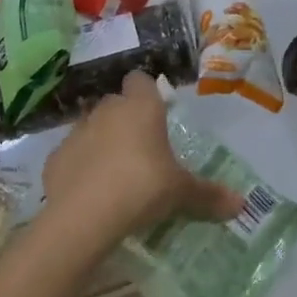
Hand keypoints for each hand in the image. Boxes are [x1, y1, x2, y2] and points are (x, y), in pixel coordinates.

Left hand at [42, 73, 242, 241]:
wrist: (84, 216)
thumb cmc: (142, 187)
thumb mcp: (181, 192)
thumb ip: (208, 195)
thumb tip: (241, 204)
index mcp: (140, 107)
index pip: (140, 80)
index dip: (146, 92)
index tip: (155, 113)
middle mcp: (107, 110)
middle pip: (116, 104)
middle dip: (125, 120)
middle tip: (141, 149)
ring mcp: (77, 132)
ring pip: (91, 127)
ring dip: (101, 141)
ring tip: (115, 172)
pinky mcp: (54, 158)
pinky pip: (71, 155)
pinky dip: (79, 167)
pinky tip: (89, 192)